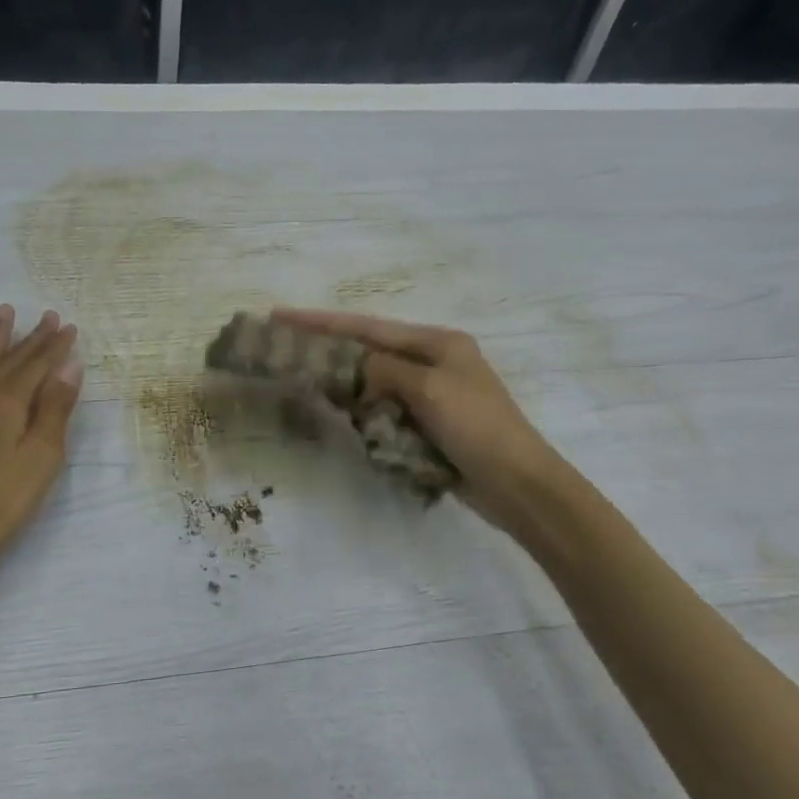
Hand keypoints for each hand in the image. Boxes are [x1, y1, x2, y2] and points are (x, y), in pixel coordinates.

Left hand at [0, 305, 83, 578]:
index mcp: (8, 405)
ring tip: (4, 315)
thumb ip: (54, 409)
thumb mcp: (41, 459)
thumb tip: (68, 365)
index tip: (69, 326)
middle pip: (9, 362)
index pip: (37, 366)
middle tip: (47, 316)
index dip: (55, 346)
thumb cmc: (0, 503)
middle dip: (31, 338)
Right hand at [271, 307, 560, 518]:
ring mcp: (431, 395)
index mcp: (438, 342)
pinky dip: (362, 410)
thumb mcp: (429, 388)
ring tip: (304, 377)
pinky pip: (384, 409)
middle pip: (369, 349)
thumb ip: (384, 369)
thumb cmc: (477, 426)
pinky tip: (340, 412)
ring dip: (344, 381)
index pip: (369, 327)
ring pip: (374, 381)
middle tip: (286, 347)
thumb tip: (356, 368)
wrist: (517, 483)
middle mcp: (433, 362)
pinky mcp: (427, 424)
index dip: (323, 322)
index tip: (281, 316)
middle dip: (330, 348)